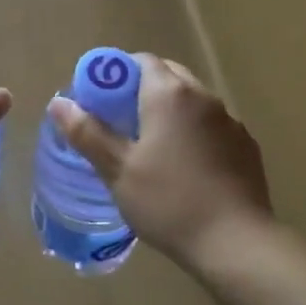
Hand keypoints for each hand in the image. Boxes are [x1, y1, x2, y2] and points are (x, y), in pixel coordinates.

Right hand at [46, 54, 272, 272]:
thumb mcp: (118, 169)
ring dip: (172, 111)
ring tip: (153, 147)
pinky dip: (195, 133)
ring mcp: (230, 121)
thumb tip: (59, 103)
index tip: (101, 100)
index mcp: (170, 95)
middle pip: (170, 76)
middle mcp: (204, 97)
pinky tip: (186, 167)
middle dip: (143, 90)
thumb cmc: (168, 202)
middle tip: (122, 123)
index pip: (142, 61)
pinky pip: (213, 126)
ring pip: (193, 101)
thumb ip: (88, 132)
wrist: (236, 243)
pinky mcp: (247, 146)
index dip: (118, 74)